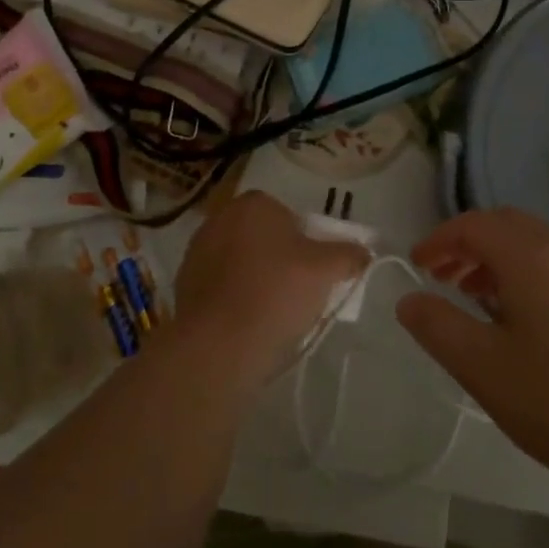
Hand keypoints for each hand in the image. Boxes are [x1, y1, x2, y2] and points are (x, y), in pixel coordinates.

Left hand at [171, 192, 369, 390]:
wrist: (219, 344)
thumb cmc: (276, 292)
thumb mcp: (326, 271)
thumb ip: (349, 255)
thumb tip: (365, 251)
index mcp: (254, 203)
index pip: (287, 215)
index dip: (304, 242)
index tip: (312, 272)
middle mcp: (220, 217)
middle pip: (262, 236)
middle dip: (278, 258)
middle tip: (296, 293)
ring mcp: (197, 250)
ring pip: (239, 260)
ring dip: (254, 278)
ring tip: (271, 313)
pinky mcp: (184, 282)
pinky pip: (220, 285)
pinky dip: (233, 297)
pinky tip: (245, 323)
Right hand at [395, 208, 548, 491]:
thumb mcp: (485, 370)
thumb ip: (439, 327)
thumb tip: (409, 299)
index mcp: (528, 256)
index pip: (473, 224)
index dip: (439, 239)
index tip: (418, 265)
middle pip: (506, 225)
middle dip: (468, 244)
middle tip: (444, 279)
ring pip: (536, 246)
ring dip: (500, 261)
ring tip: (480, 301)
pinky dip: (530, 276)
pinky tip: (530, 325)